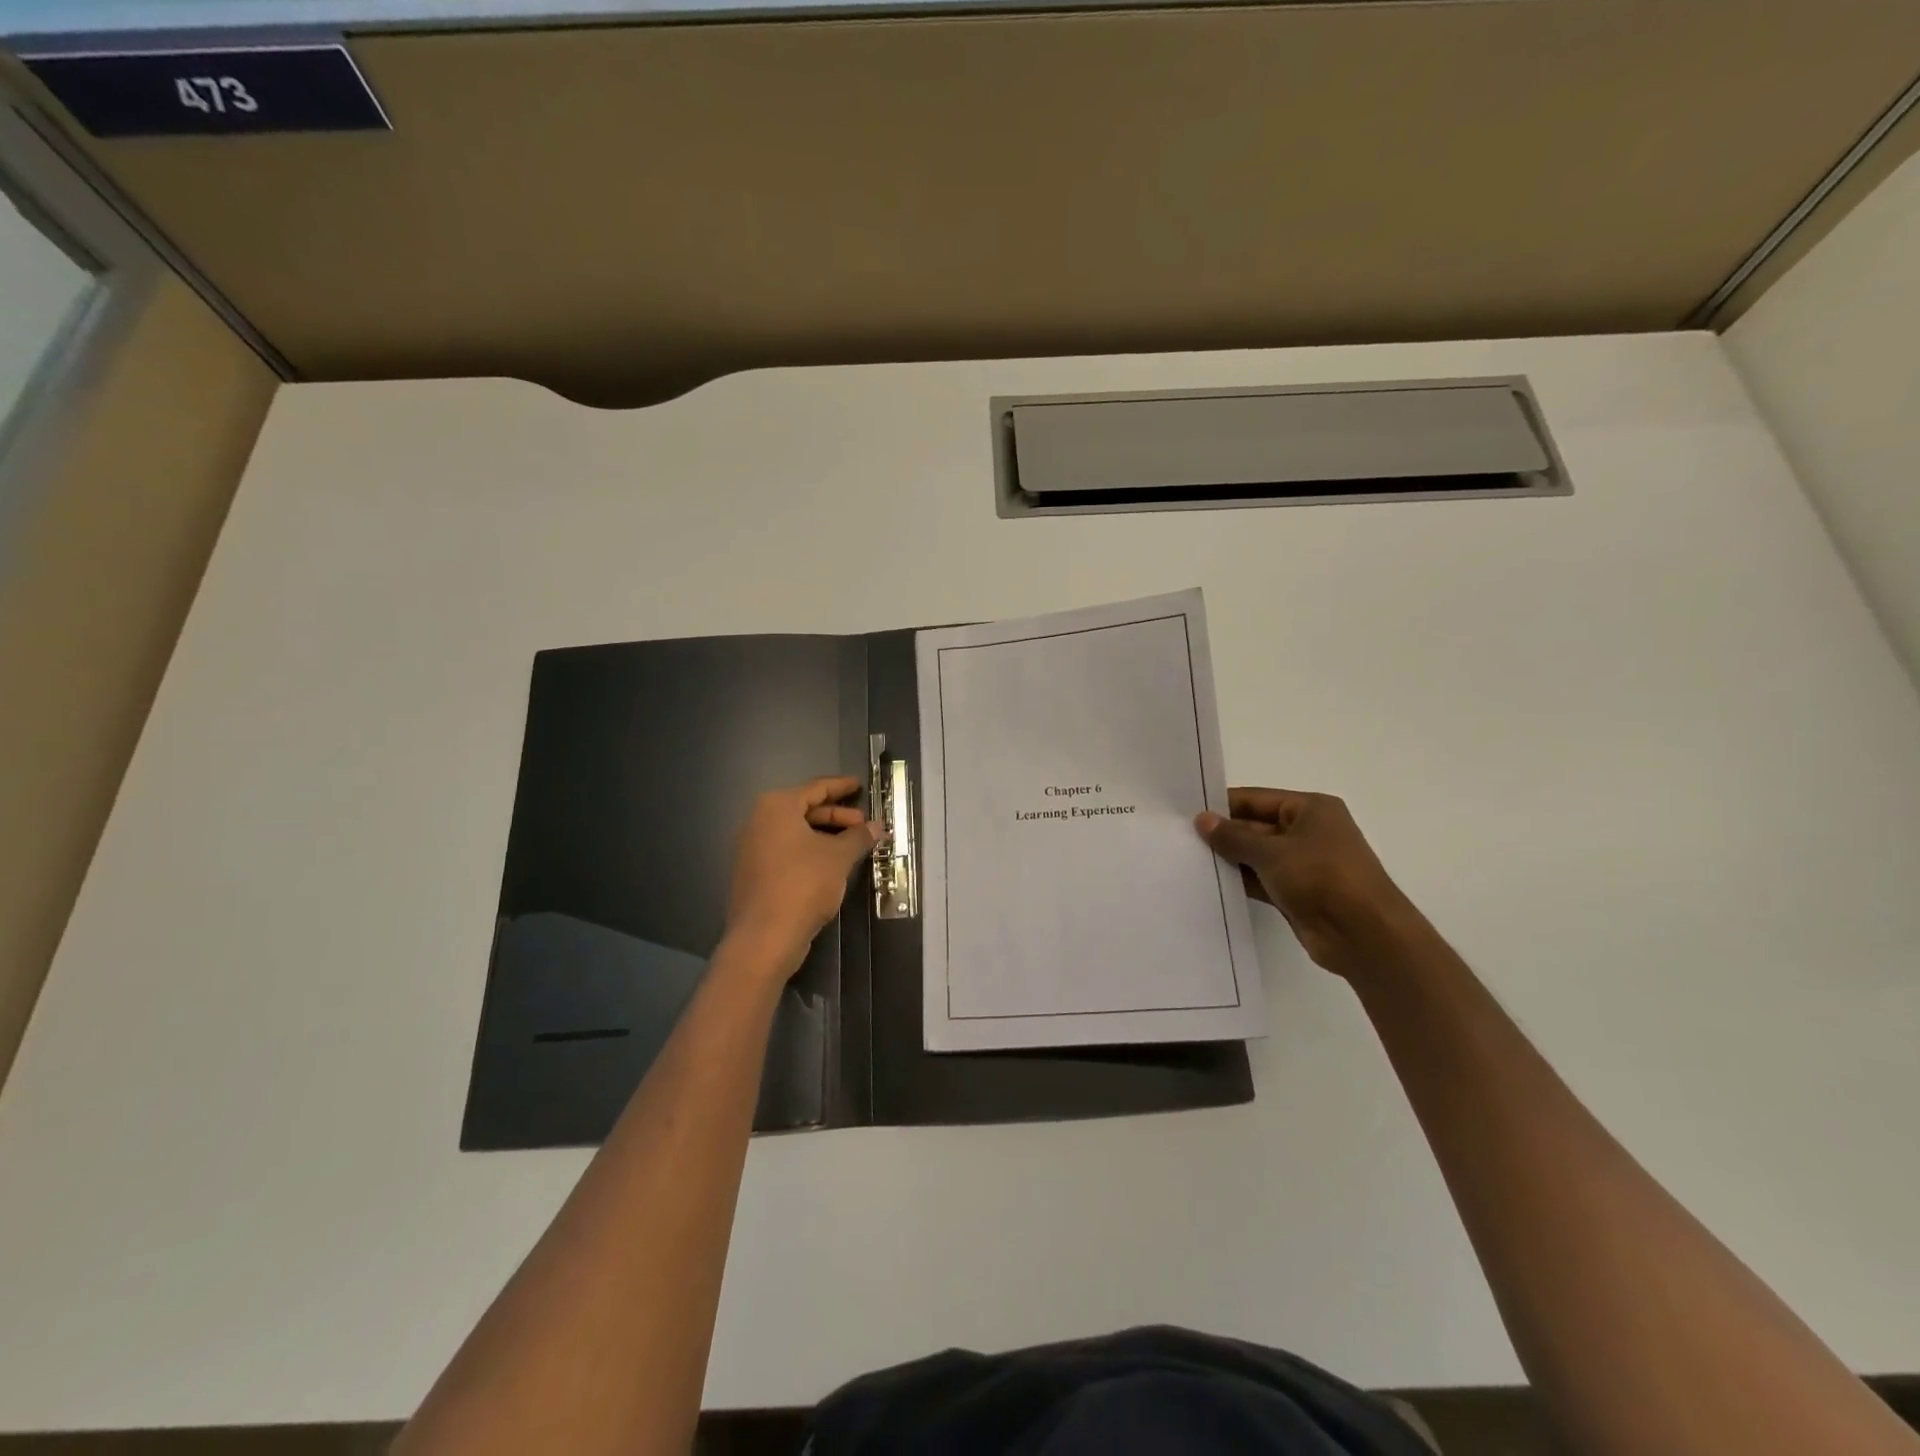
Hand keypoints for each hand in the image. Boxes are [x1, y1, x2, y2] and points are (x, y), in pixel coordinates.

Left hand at [723, 776, 883, 977]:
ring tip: (852, 845)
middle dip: (836, 816)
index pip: (815, 788)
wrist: (764, 936)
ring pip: (795, 832)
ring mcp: (751, 848)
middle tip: (862, 824)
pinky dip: (808, 850)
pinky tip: (830, 864)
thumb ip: (859, 837)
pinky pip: (785, 850)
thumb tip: (877, 826)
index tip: (859, 785)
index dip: (841, 787)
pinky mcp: (752, 872)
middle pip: (804, 809)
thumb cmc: (803, 884)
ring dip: (824, 835)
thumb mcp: (838, 857)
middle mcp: (758, 821)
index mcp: (776, 807)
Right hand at [1196, 788, 1423, 979]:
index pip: (1256, 799)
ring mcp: (1304, 865)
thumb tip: (1201, 820)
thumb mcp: (1272, 852)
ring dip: (1230, 859)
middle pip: (1256, 826)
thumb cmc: (1322, 877)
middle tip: (1180, 839)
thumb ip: (1234, 837)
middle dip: (1223, 834)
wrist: (1364, 935)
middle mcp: (1309, 832)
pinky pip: (1262, 880)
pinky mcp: (1298, 893)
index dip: (1223, 806)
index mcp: (1311, 809)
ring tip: (1187, 860)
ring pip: (1257, 856)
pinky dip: (1241, 881)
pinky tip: (1210, 884)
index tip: (1186, 813)